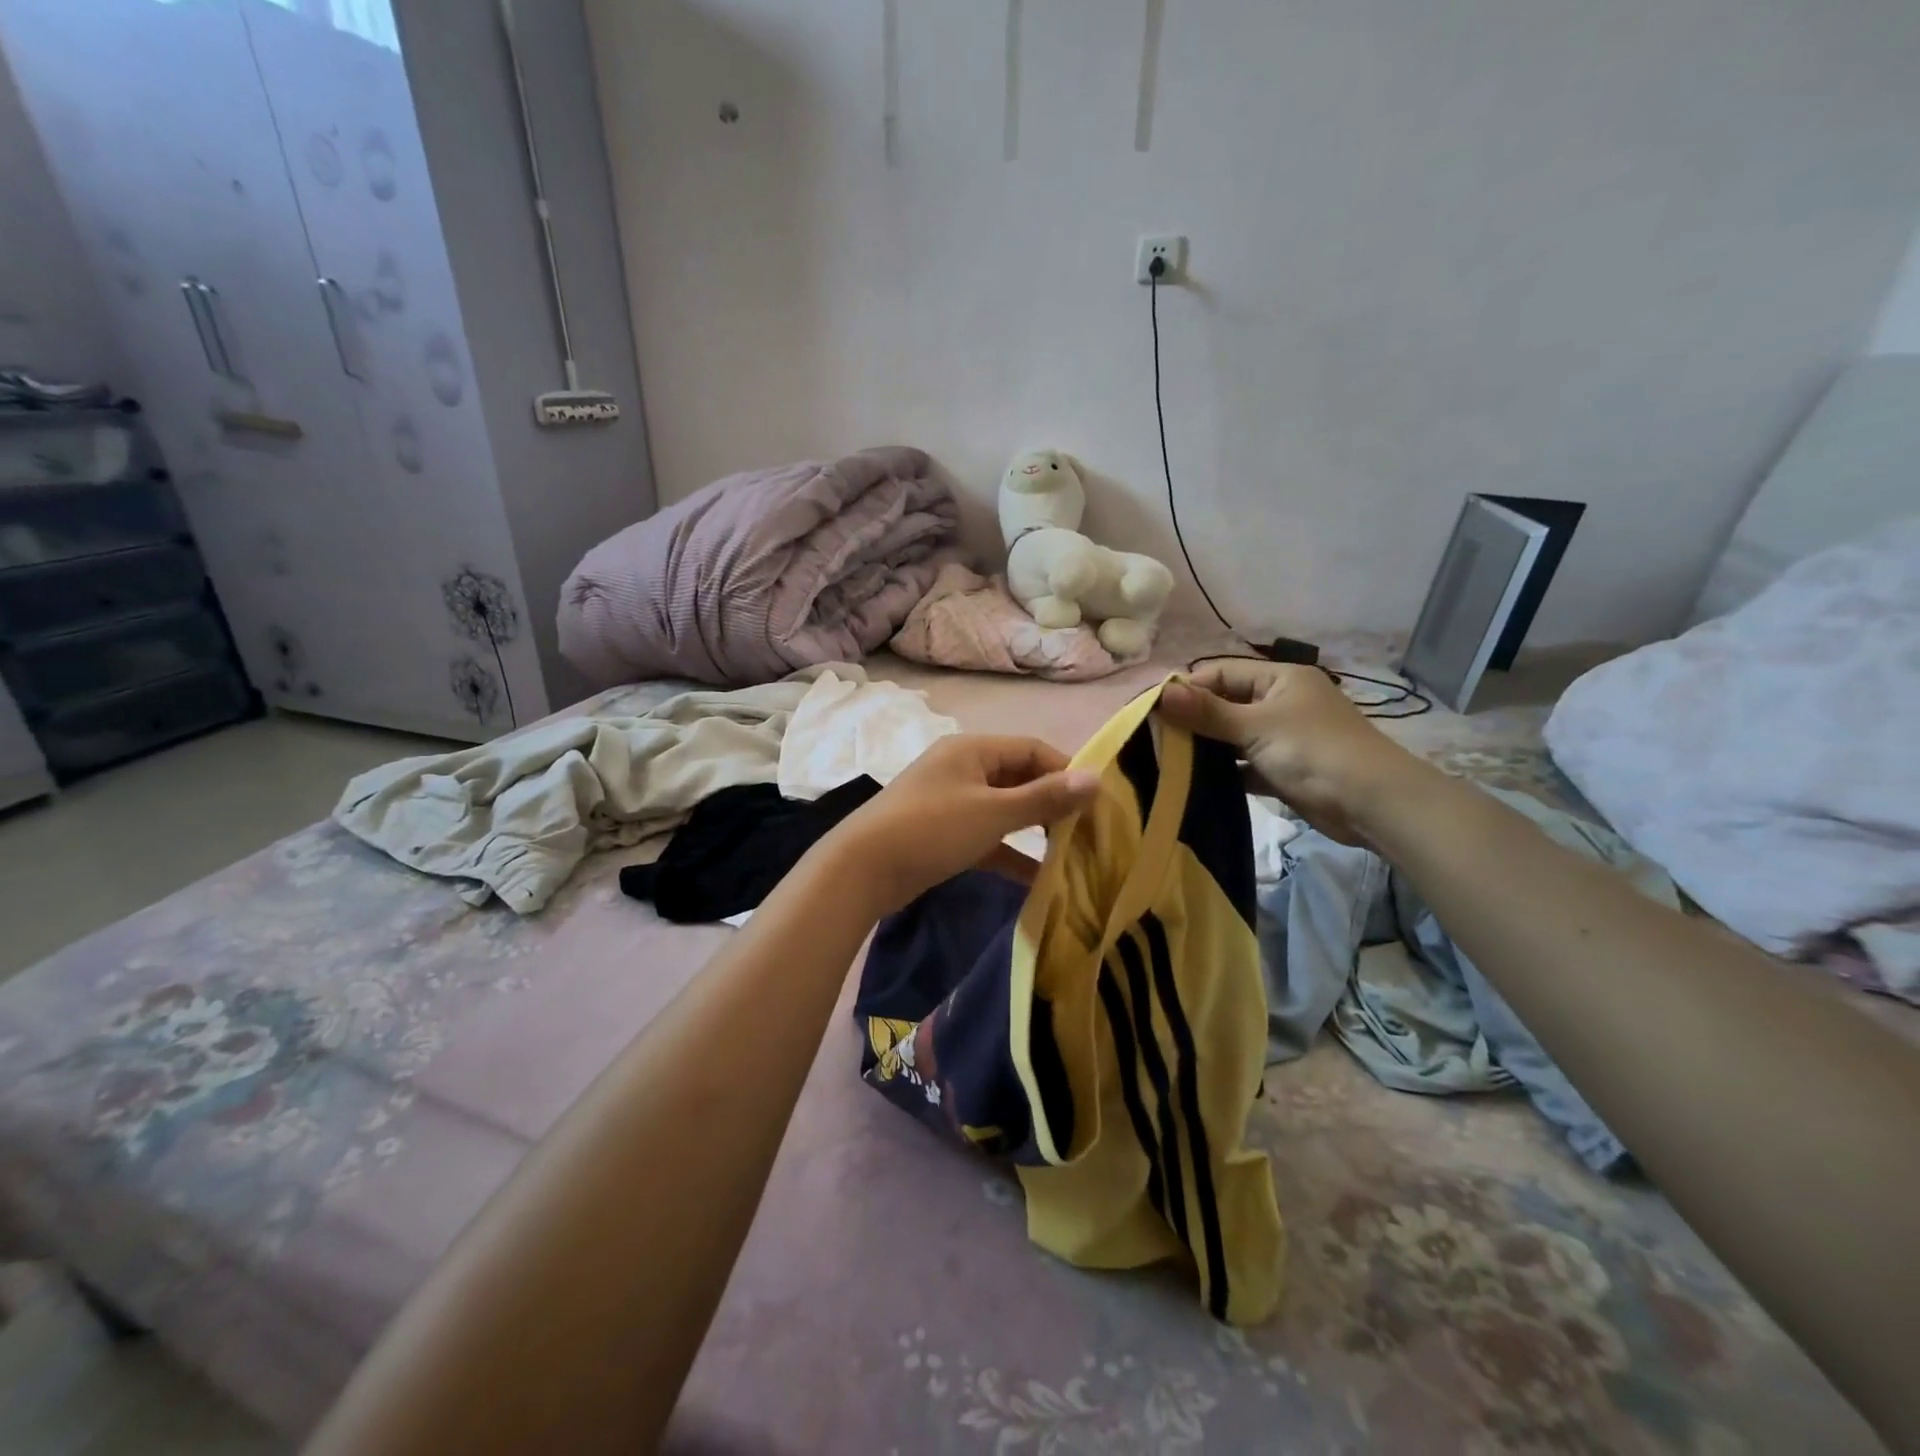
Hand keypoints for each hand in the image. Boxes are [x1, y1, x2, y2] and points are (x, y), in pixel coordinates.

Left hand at [822, 735, 1100, 916]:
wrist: (861, 869)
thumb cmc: (932, 829)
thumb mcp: (993, 812)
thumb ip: (1045, 798)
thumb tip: (1097, 779)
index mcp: (973, 750)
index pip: (1033, 750)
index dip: (1068, 772)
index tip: (1100, 802)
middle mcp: (963, 768)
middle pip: (1021, 779)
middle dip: (1054, 804)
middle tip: (1090, 831)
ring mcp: (952, 802)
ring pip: (1005, 810)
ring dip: (1035, 830)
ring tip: (1073, 854)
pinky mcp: (944, 834)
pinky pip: (988, 838)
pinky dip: (1011, 853)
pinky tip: (1039, 879)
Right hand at [1157, 661, 1429, 843]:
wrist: (1372, 804)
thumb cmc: (1314, 751)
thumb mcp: (1256, 726)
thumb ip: (1207, 712)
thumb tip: (1161, 693)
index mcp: (1279, 678)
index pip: (1220, 673)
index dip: (1187, 689)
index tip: (1153, 711)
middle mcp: (1281, 702)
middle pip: (1225, 704)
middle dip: (1193, 719)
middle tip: (1155, 738)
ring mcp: (1284, 736)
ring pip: (1233, 736)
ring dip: (1207, 747)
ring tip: (1167, 760)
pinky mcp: (1284, 769)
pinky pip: (1245, 764)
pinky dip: (1225, 772)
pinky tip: (1197, 782)